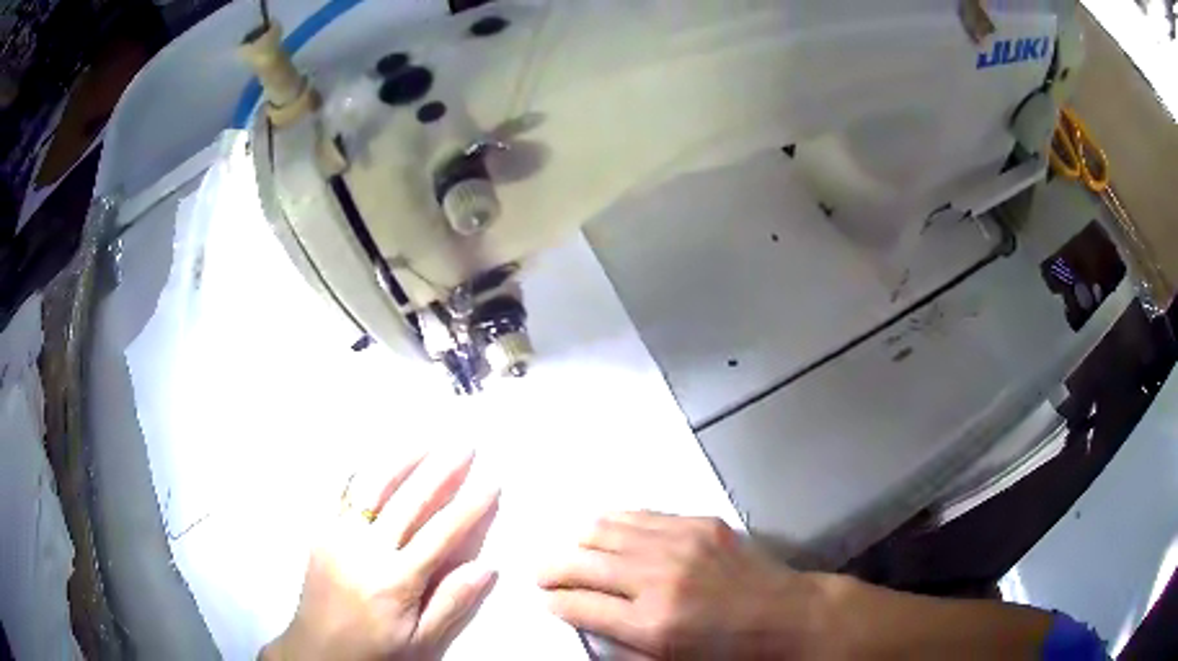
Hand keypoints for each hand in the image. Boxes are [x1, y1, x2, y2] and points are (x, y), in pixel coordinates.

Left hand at [262, 448, 499, 660]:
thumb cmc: (374, 648)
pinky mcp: (321, 532)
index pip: (441, 534)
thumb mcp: (420, 641)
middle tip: (464, 445)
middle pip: (409, 501)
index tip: (490, 482)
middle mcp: (366, 549)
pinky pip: (340, 494)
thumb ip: (451, 603)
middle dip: (441, 470)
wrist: (317, 650)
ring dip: (401, 460)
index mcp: (396, 579)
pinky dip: (361, 472)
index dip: (469, 507)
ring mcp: (339, 535)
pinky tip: (376, 458)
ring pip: (372, 487)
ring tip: (426, 440)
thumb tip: (487, 567)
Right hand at [538, 512, 826, 659]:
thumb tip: (580, 615)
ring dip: (581, 545)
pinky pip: (639, 514)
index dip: (554, 601)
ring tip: (579, 556)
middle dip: (551, 570)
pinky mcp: (700, 523)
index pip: (578, 604)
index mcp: (651, 624)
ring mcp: (681, 543)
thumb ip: (619, 643)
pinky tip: (613, 537)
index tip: (547, 599)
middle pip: (581, 562)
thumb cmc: (729, 651)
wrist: (787, 615)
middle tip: (544, 576)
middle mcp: (659, 578)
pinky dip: (615, 525)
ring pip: (603, 529)